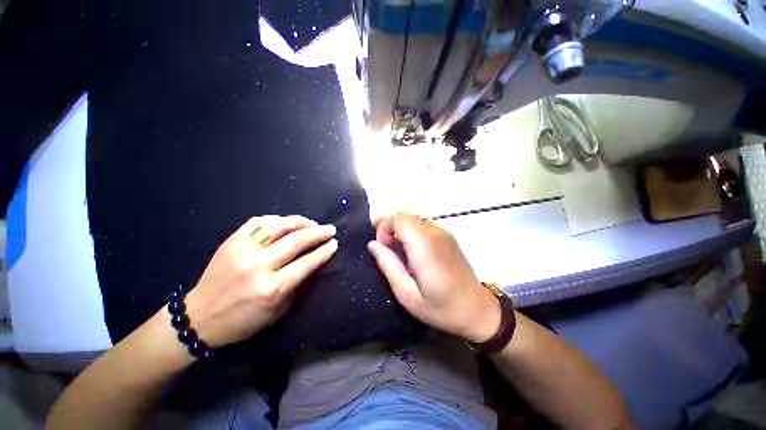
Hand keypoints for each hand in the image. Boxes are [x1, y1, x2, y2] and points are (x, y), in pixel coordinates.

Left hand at [184, 215, 337, 347]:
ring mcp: (243, 250)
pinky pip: (259, 221)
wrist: (200, 318)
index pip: (307, 262)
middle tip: (330, 229)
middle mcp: (259, 265)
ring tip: (312, 223)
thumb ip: (297, 284)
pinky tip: (287, 222)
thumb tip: (313, 261)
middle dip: (318, 232)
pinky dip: (277, 219)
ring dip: (301, 222)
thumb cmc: (244, 320)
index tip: (334, 243)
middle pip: (297, 240)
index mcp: (272, 288)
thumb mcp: (278, 310)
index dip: (324, 251)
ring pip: (279, 226)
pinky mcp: (231, 241)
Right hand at [367, 213, 500, 342]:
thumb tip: (373, 245)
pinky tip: (409, 248)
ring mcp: (444, 233)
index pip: (399, 219)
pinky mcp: (448, 236)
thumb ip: (388, 265)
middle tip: (384, 246)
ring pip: (414, 218)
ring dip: (400, 228)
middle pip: (405, 215)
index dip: (385, 228)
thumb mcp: (407, 294)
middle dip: (390, 226)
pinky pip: (423, 225)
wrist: (477, 310)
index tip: (382, 247)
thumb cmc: (440, 307)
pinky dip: (410, 230)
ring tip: (394, 247)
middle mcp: (435, 233)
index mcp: (425, 246)